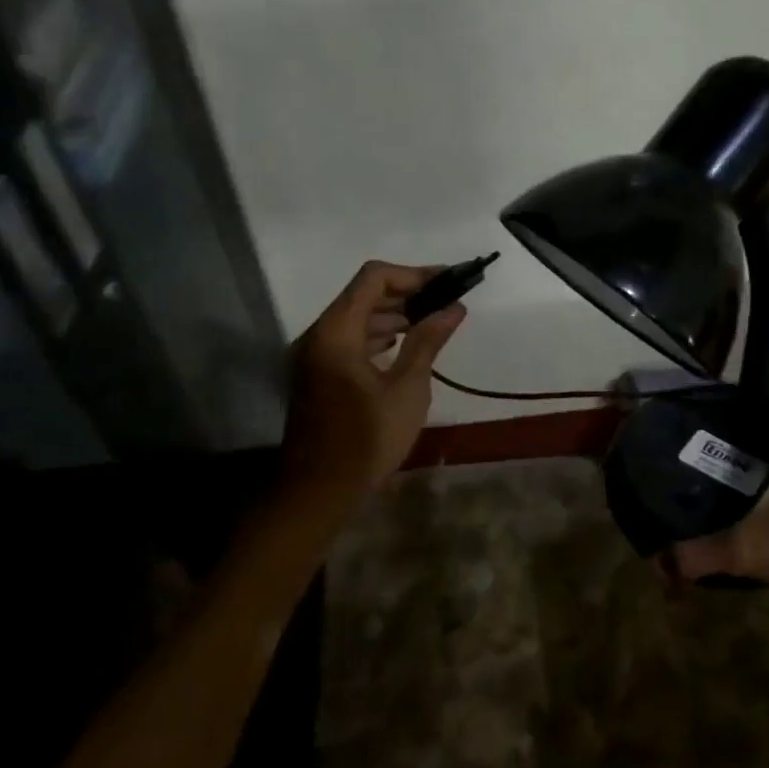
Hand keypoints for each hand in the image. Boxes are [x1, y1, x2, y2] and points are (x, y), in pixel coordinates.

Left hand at [280, 261, 463, 494]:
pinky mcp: (317, 374)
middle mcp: (318, 335)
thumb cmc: (366, 440)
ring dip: (393, 315)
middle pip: (363, 295)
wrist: (318, 492)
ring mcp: (313, 355)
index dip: (413, 275)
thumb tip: (454, 308)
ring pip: (355, 318)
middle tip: (446, 302)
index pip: (373, 279)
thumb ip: (428, 342)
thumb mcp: (407, 390)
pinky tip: (403, 346)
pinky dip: (376, 336)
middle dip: (407, 294)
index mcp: (336, 333)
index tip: (447, 282)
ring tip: (432, 323)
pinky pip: (348, 340)